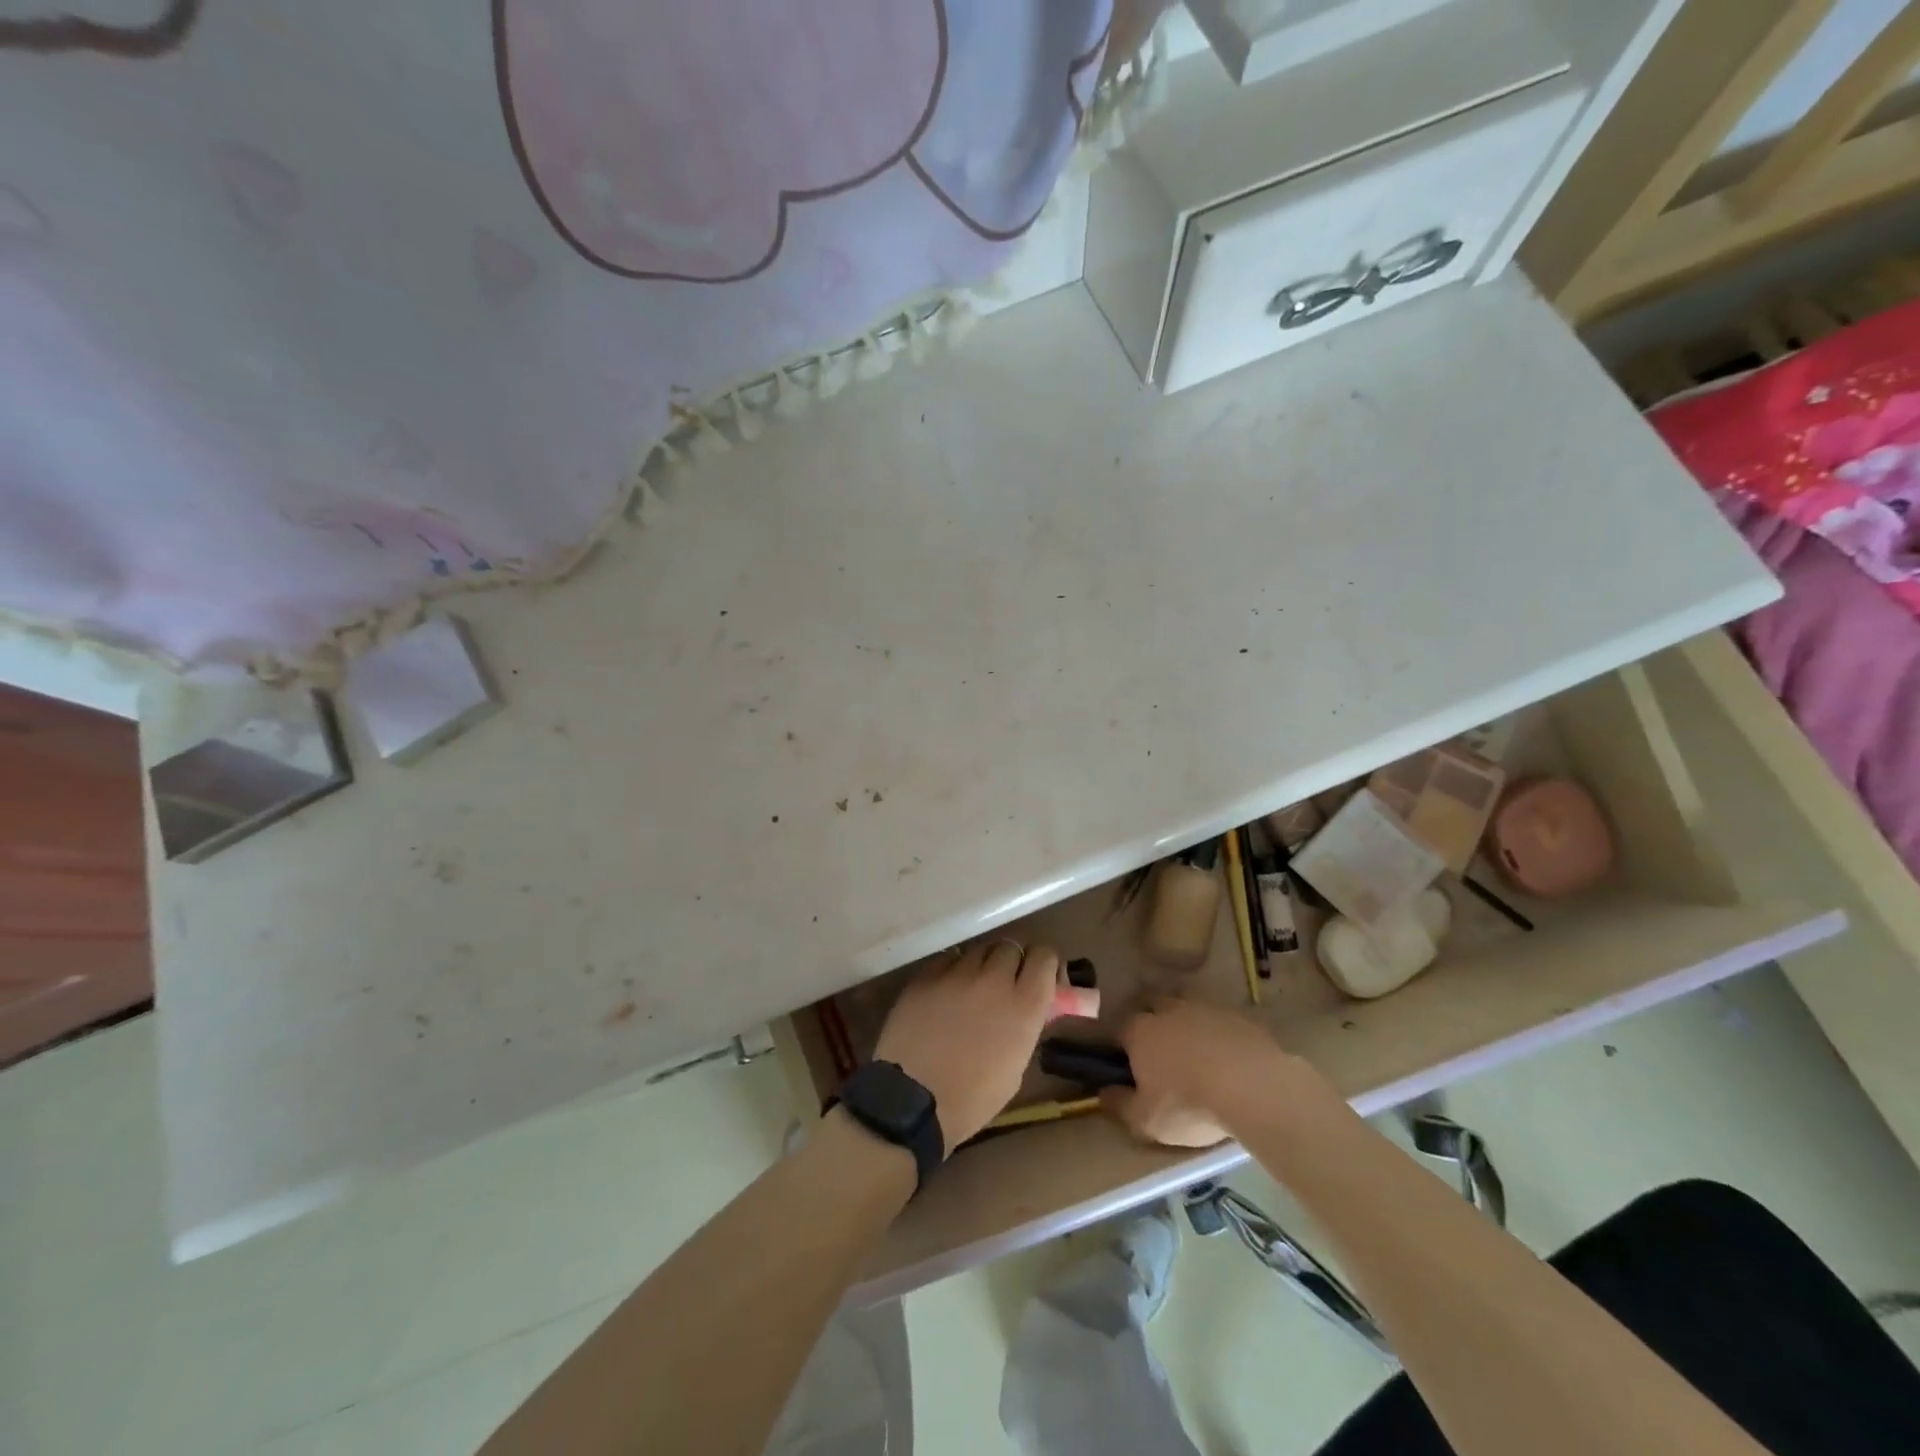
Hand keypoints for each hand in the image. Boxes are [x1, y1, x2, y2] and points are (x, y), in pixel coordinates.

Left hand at [874, 940, 1058, 1152]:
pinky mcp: (926, 975)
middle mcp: (994, 980)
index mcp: (1024, 1005)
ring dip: (982, 966)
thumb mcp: (1015, 1067)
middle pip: (1011, 947)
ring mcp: (957, 974)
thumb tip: (1031, 1008)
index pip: (1045, 957)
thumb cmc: (972, 1099)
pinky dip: (952, 971)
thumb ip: (1026, 1026)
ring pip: (979, 950)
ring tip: (972, 990)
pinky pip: (948, 960)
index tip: (1038, 979)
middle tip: (1004, 987)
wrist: (912, 1102)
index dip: (1044, 965)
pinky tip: (945, 993)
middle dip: (1012, 964)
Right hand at [1101, 998, 1301, 1148]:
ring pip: (1189, 1009)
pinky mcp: (1238, 1017)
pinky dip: (1219, 1034)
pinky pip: (1220, 1021)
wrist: (1252, 1088)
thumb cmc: (1188, 1104)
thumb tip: (1103, 1093)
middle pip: (1154, 1007)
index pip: (1120, 1028)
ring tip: (1197, 1052)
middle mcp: (1168, 1011)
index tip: (1127, 1062)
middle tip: (1163, 1051)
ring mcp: (1205, 1009)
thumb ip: (1120, 1105)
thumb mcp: (1146, 1120)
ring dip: (1188, 1024)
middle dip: (1154, 1021)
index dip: (1122, 1044)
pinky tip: (1228, 1057)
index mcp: (1140, 1031)